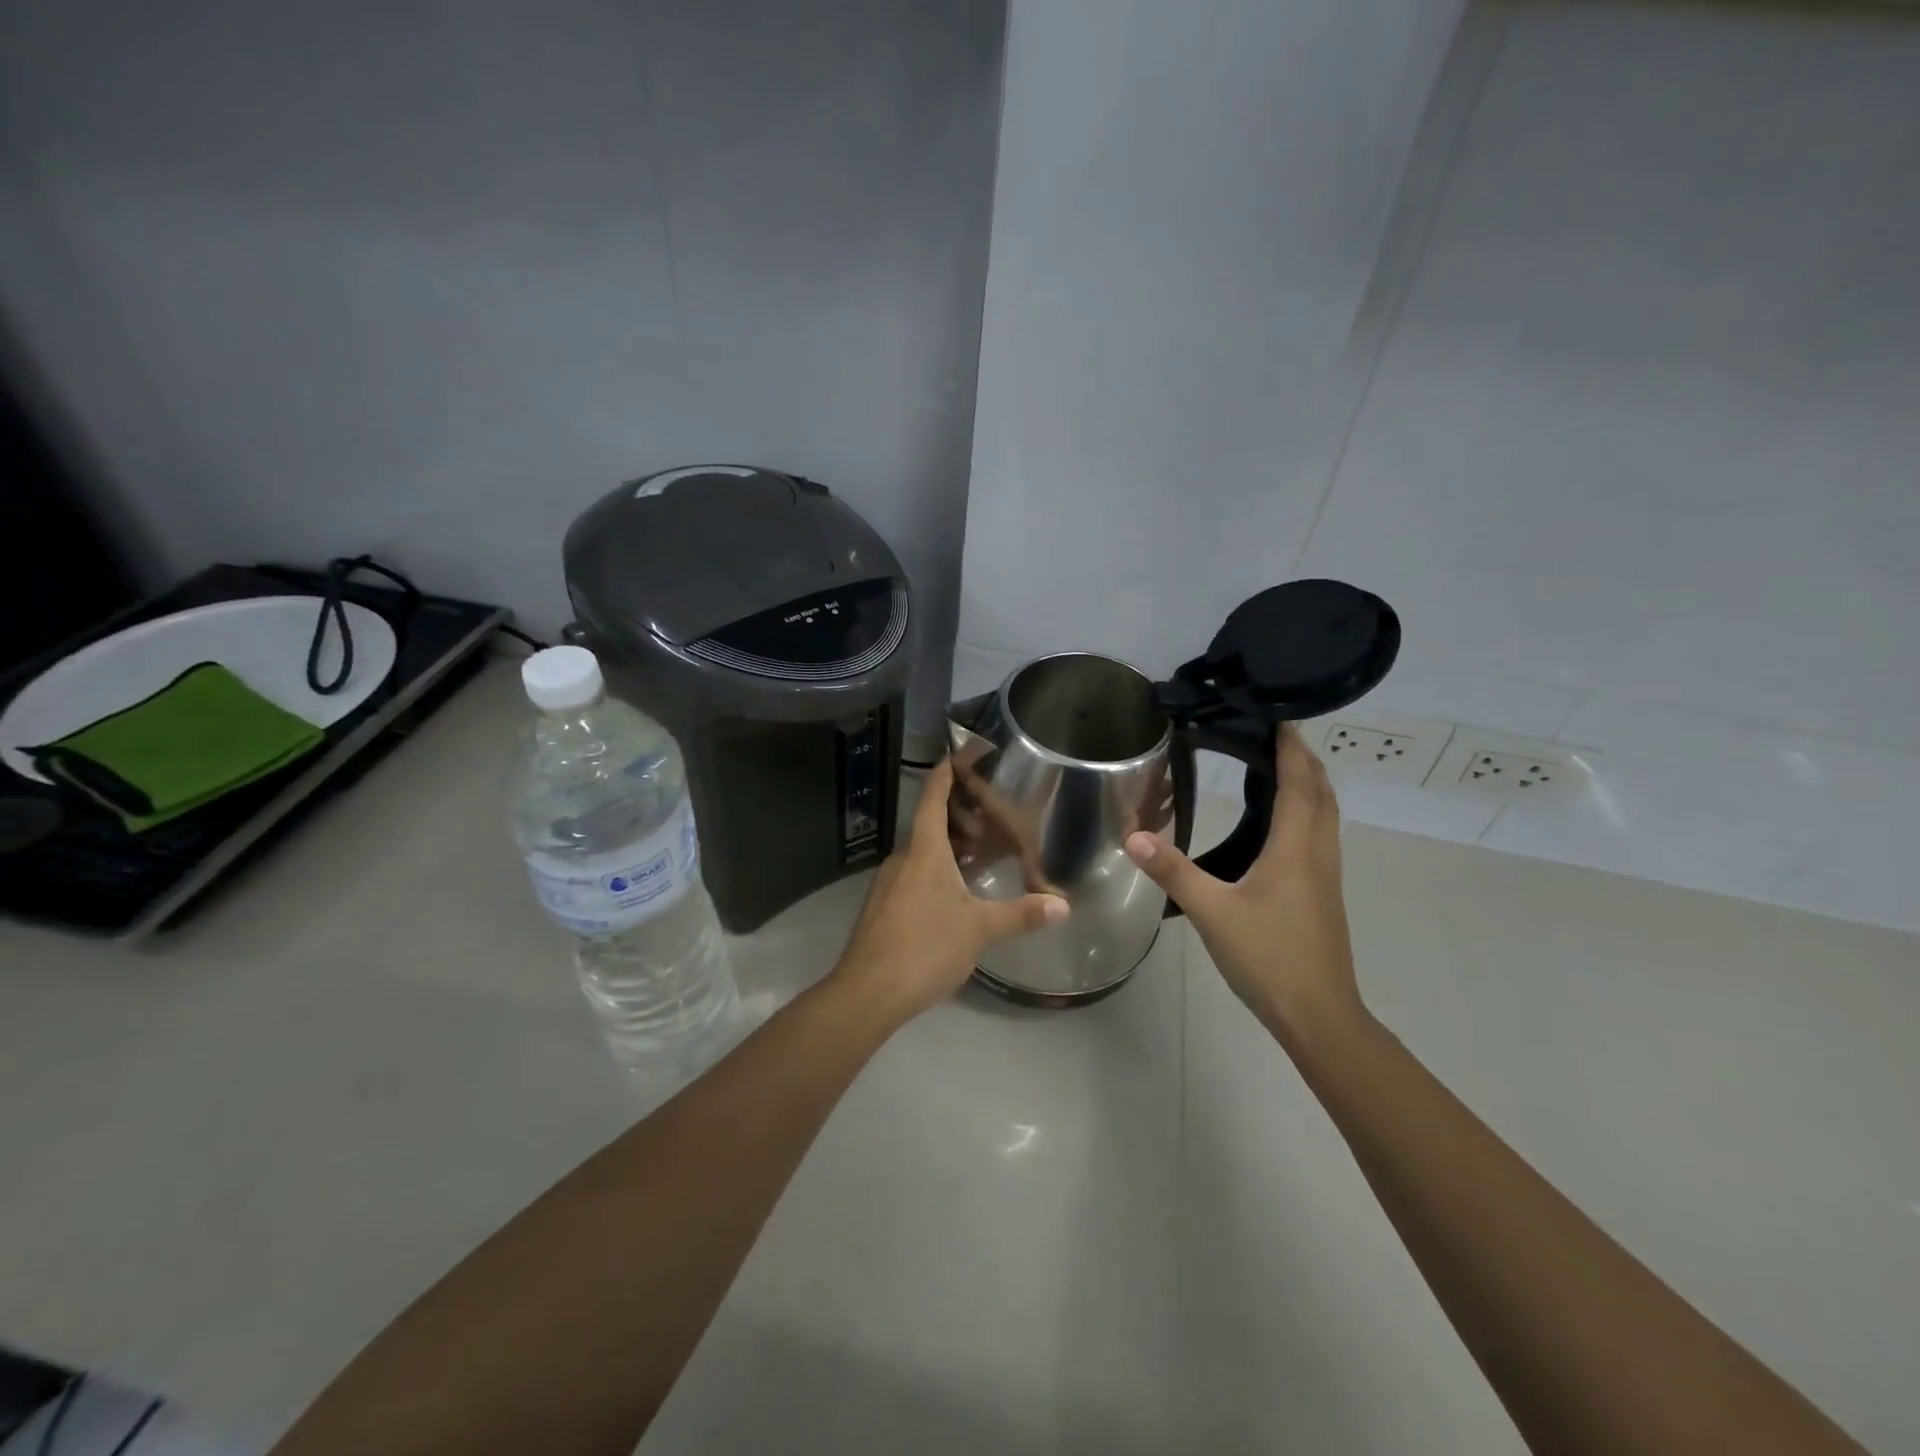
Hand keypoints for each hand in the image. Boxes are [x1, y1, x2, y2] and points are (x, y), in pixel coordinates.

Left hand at [833, 758, 1068, 1023]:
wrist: (867, 991)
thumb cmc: (924, 947)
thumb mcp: (979, 929)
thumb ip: (1021, 914)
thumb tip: (1062, 905)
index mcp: (924, 850)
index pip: (933, 795)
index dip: (948, 769)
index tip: (964, 750)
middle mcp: (903, 858)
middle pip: (931, 821)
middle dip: (961, 813)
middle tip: (993, 816)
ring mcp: (889, 883)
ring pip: (923, 850)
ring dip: (951, 844)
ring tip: (983, 852)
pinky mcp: (884, 907)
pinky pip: (915, 873)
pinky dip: (939, 869)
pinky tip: (958, 891)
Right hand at [1124, 723, 1361, 1040]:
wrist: (1319, 1014)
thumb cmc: (1268, 957)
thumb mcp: (1212, 912)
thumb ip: (1173, 871)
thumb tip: (1133, 836)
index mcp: (1295, 848)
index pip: (1299, 783)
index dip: (1292, 748)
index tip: (1279, 717)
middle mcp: (1318, 853)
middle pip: (1321, 793)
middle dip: (1304, 759)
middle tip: (1275, 735)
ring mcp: (1326, 875)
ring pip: (1326, 815)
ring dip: (1310, 785)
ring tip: (1281, 768)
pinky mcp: (1323, 894)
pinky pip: (1321, 835)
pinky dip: (1308, 812)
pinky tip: (1283, 826)